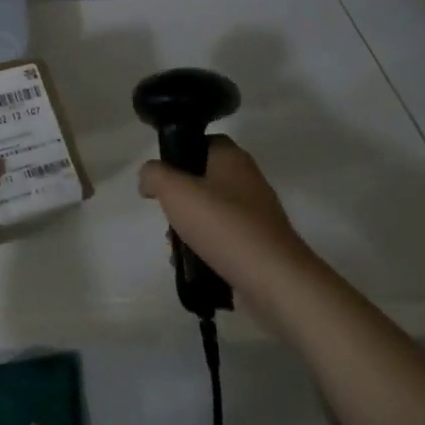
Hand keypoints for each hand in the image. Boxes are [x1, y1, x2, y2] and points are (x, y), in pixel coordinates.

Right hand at [138, 136, 314, 305]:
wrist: (276, 282)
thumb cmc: (224, 226)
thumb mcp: (175, 191)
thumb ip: (154, 175)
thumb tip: (148, 177)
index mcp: (232, 157)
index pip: (201, 141)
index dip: (178, 154)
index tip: (160, 176)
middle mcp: (248, 180)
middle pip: (203, 179)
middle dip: (180, 199)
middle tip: (166, 216)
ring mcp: (257, 215)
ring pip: (212, 213)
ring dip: (190, 228)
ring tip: (176, 249)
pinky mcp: (261, 247)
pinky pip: (225, 240)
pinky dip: (207, 250)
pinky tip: (194, 267)